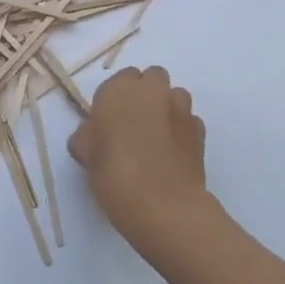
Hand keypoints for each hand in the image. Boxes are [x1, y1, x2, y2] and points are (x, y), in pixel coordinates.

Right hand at [68, 66, 211, 245]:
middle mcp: (152, 90)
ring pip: (174, 95)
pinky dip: (180, 129)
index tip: (110, 121)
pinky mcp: (199, 129)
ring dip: (165, 107)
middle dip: (145, 94)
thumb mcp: (85, 155)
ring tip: (155, 138)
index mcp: (118, 90)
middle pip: (151, 78)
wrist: (162, 205)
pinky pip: (188, 120)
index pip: (119, 79)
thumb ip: (87, 136)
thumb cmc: (114, 175)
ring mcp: (180, 108)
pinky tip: (171, 153)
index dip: (116, 99)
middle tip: (133, 124)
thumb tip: (93, 134)